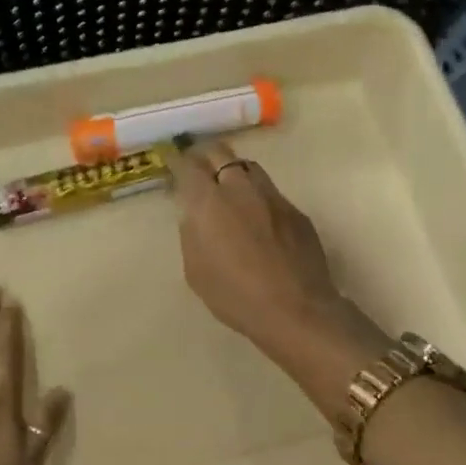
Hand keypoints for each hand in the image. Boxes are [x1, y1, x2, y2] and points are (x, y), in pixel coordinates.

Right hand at [172, 140, 387, 403]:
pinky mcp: (295, 211)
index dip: (176, 160)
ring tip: (226, 186)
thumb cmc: (235, 295)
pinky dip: (256, 195)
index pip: (188, 167)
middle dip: (204, 155)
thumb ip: (191, 234)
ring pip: (248, 168)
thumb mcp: (196, 270)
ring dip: (232, 171)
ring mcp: (272, 197)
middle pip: (221, 154)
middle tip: (196, 166)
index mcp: (209, 203)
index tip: (170, 159)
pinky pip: (270, 192)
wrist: (295, 310)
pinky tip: (255, 216)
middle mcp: (240, 189)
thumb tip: (194, 215)